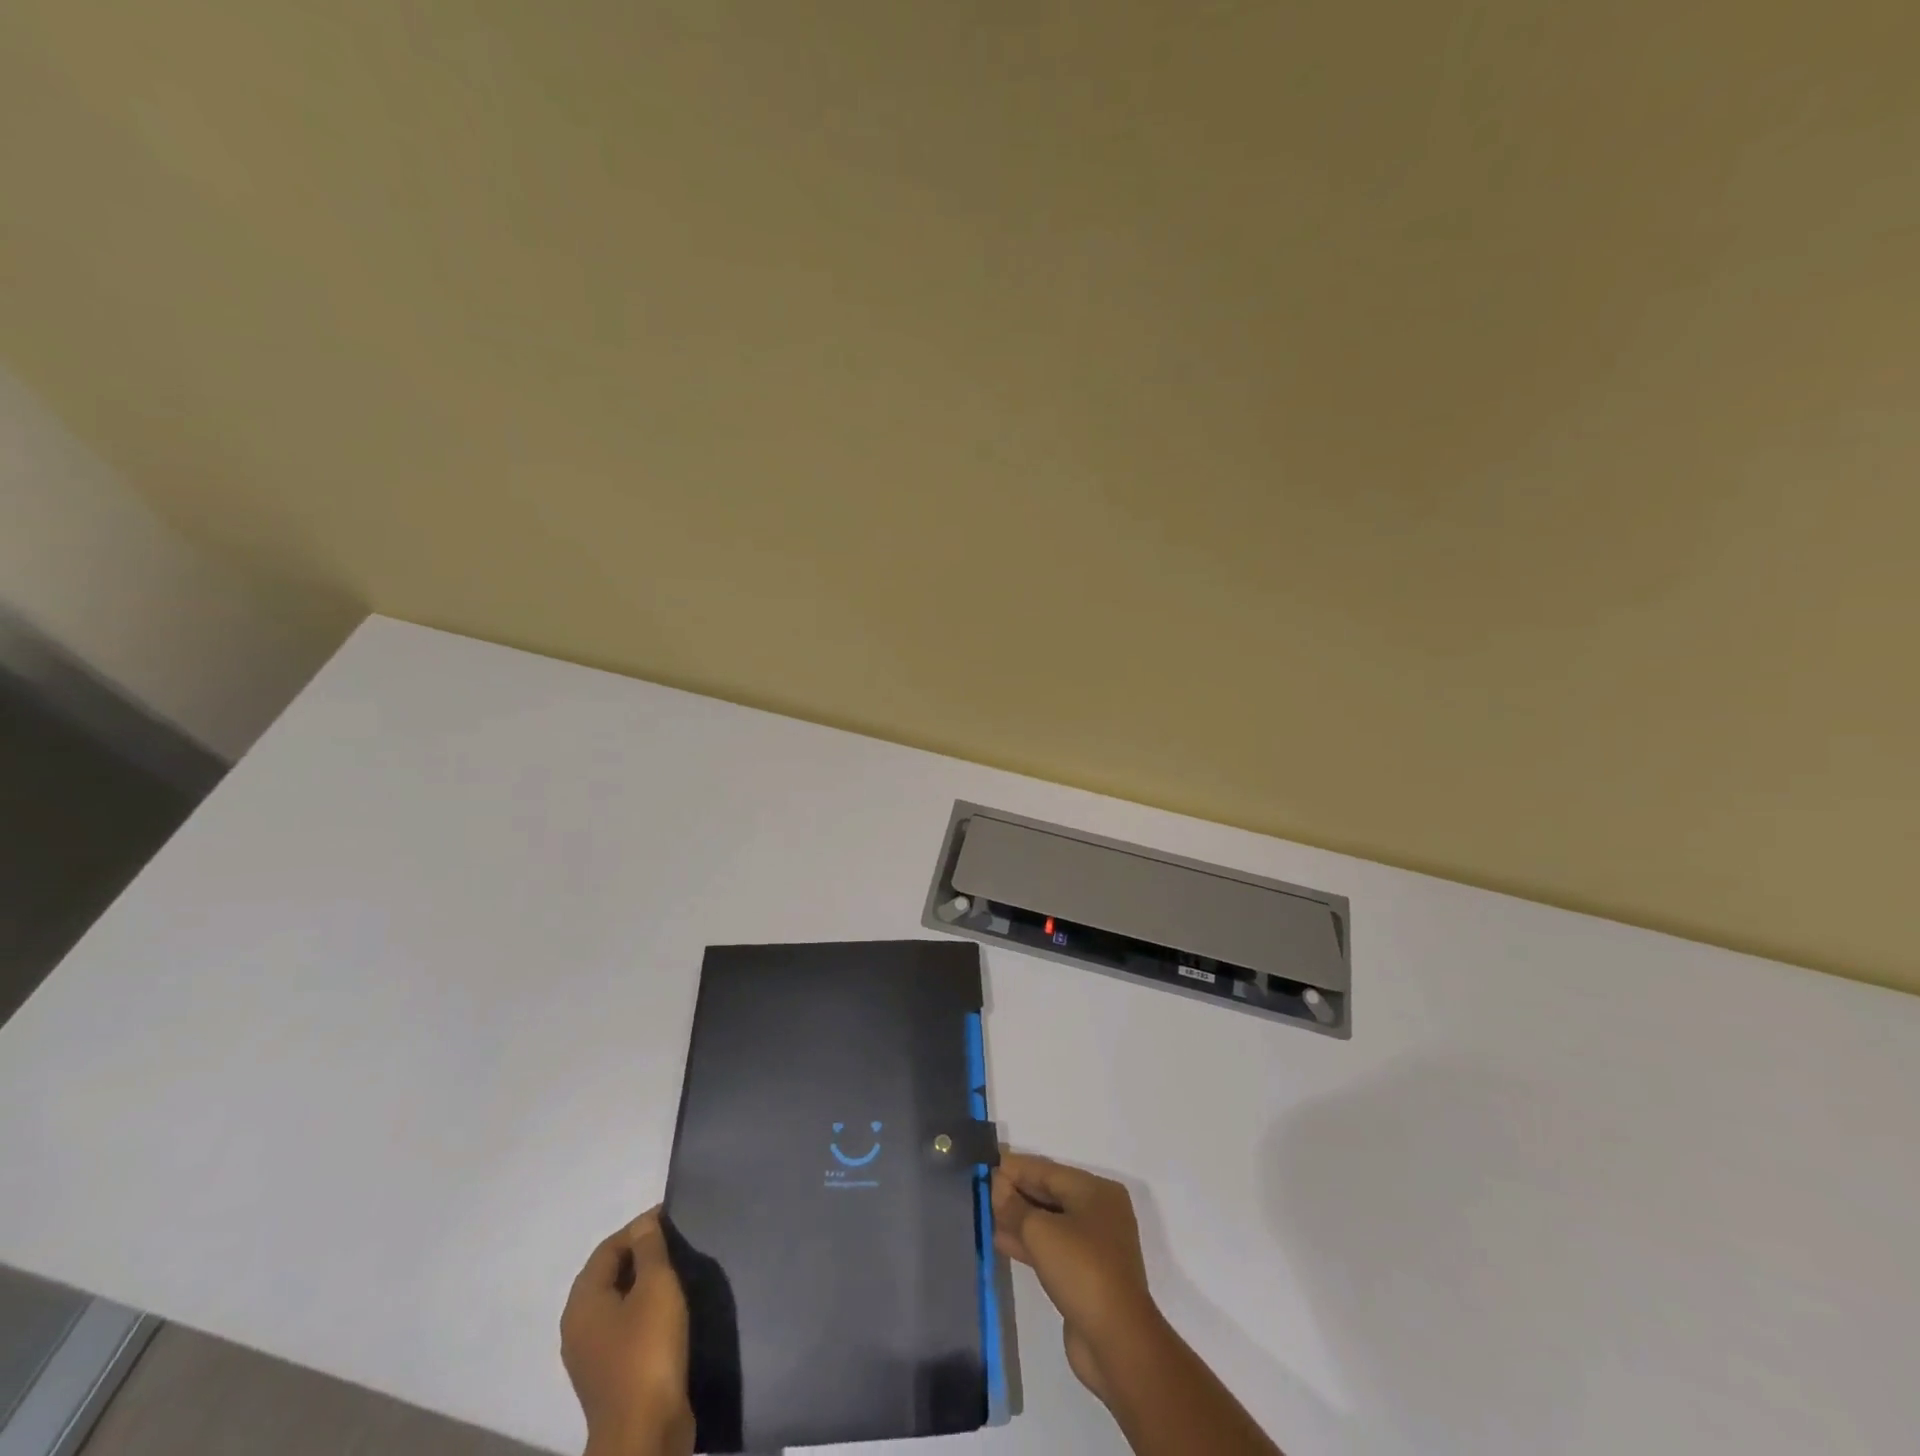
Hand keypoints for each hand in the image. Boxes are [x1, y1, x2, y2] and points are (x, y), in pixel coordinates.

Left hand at [560, 1208, 694, 1455]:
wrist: (644, 1433)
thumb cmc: (647, 1349)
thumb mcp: (656, 1286)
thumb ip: (650, 1249)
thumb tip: (643, 1222)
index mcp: (582, 1302)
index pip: (607, 1248)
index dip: (638, 1228)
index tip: (672, 1219)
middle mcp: (578, 1327)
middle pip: (609, 1275)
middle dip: (641, 1255)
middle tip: (677, 1243)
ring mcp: (592, 1356)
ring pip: (618, 1303)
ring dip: (644, 1284)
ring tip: (678, 1273)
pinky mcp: (610, 1376)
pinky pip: (625, 1328)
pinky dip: (645, 1311)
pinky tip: (670, 1312)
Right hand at [991, 1152, 1165, 1403]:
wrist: (1116, 1340)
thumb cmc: (1081, 1269)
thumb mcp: (1040, 1231)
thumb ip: (1015, 1206)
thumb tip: (998, 1189)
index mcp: (1096, 1191)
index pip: (1048, 1171)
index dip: (1016, 1169)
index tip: (988, 1167)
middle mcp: (1099, 1212)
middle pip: (1050, 1194)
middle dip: (1017, 1193)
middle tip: (985, 1192)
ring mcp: (1095, 1246)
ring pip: (1050, 1223)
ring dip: (1020, 1220)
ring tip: (988, 1216)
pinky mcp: (1087, 1274)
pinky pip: (1053, 1248)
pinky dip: (1029, 1243)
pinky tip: (1002, 1241)